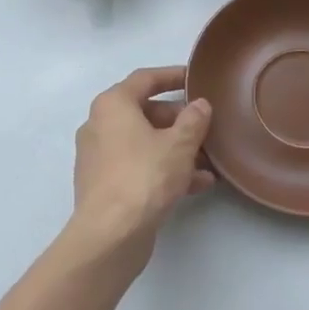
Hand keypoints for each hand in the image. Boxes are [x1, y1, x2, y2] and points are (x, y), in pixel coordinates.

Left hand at [69, 66, 213, 266]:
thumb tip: (199, 105)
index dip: (173, 75)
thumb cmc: (144, 177)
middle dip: (179, 121)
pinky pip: (138, 166)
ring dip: (176, 149)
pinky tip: (197, 184)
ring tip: (209, 161)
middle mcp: (99, 125)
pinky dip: (164, 169)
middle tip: (208, 128)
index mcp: (112, 105)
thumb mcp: (179, 145)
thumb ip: (193, 121)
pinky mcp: (103, 184)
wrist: (110, 234)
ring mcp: (99, 156)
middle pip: (145, 112)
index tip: (196, 78)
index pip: (145, 79)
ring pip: (144, 143)